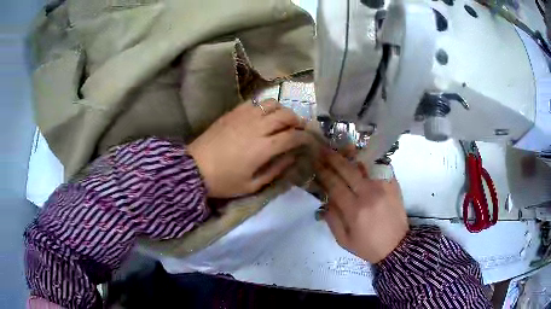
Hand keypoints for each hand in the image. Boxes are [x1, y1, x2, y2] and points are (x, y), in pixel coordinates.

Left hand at [188, 99, 312, 197]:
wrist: (194, 169)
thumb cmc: (224, 181)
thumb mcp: (252, 185)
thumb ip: (276, 170)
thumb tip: (293, 157)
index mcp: (263, 148)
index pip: (293, 136)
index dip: (305, 137)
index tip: (309, 140)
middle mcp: (257, 127)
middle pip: (286, 114)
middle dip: (297, 120)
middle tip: (299, 129)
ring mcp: (244, 116)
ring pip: (272, 103)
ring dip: (282, 110)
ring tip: (282, 120)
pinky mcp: (233, 112)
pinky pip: (254, 102)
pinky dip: (264, 106)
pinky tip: (263, 115)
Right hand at [315, 148, 408, 263]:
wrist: (397, 246)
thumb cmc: (368, 246)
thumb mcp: (344, 241)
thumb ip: (332, 220)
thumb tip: (324, 201)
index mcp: (354, 210)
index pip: (334, 185)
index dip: (323, 172)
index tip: (315, 163)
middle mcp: (369, 194)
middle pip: (347, 170)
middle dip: (333, 158)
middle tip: (323, 149)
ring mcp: (383, 186)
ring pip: (365, 164)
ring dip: (351, 155)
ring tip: (341, 147)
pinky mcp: (393, 184)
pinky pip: (380, 166)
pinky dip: (370, 159)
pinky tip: (362, 155)